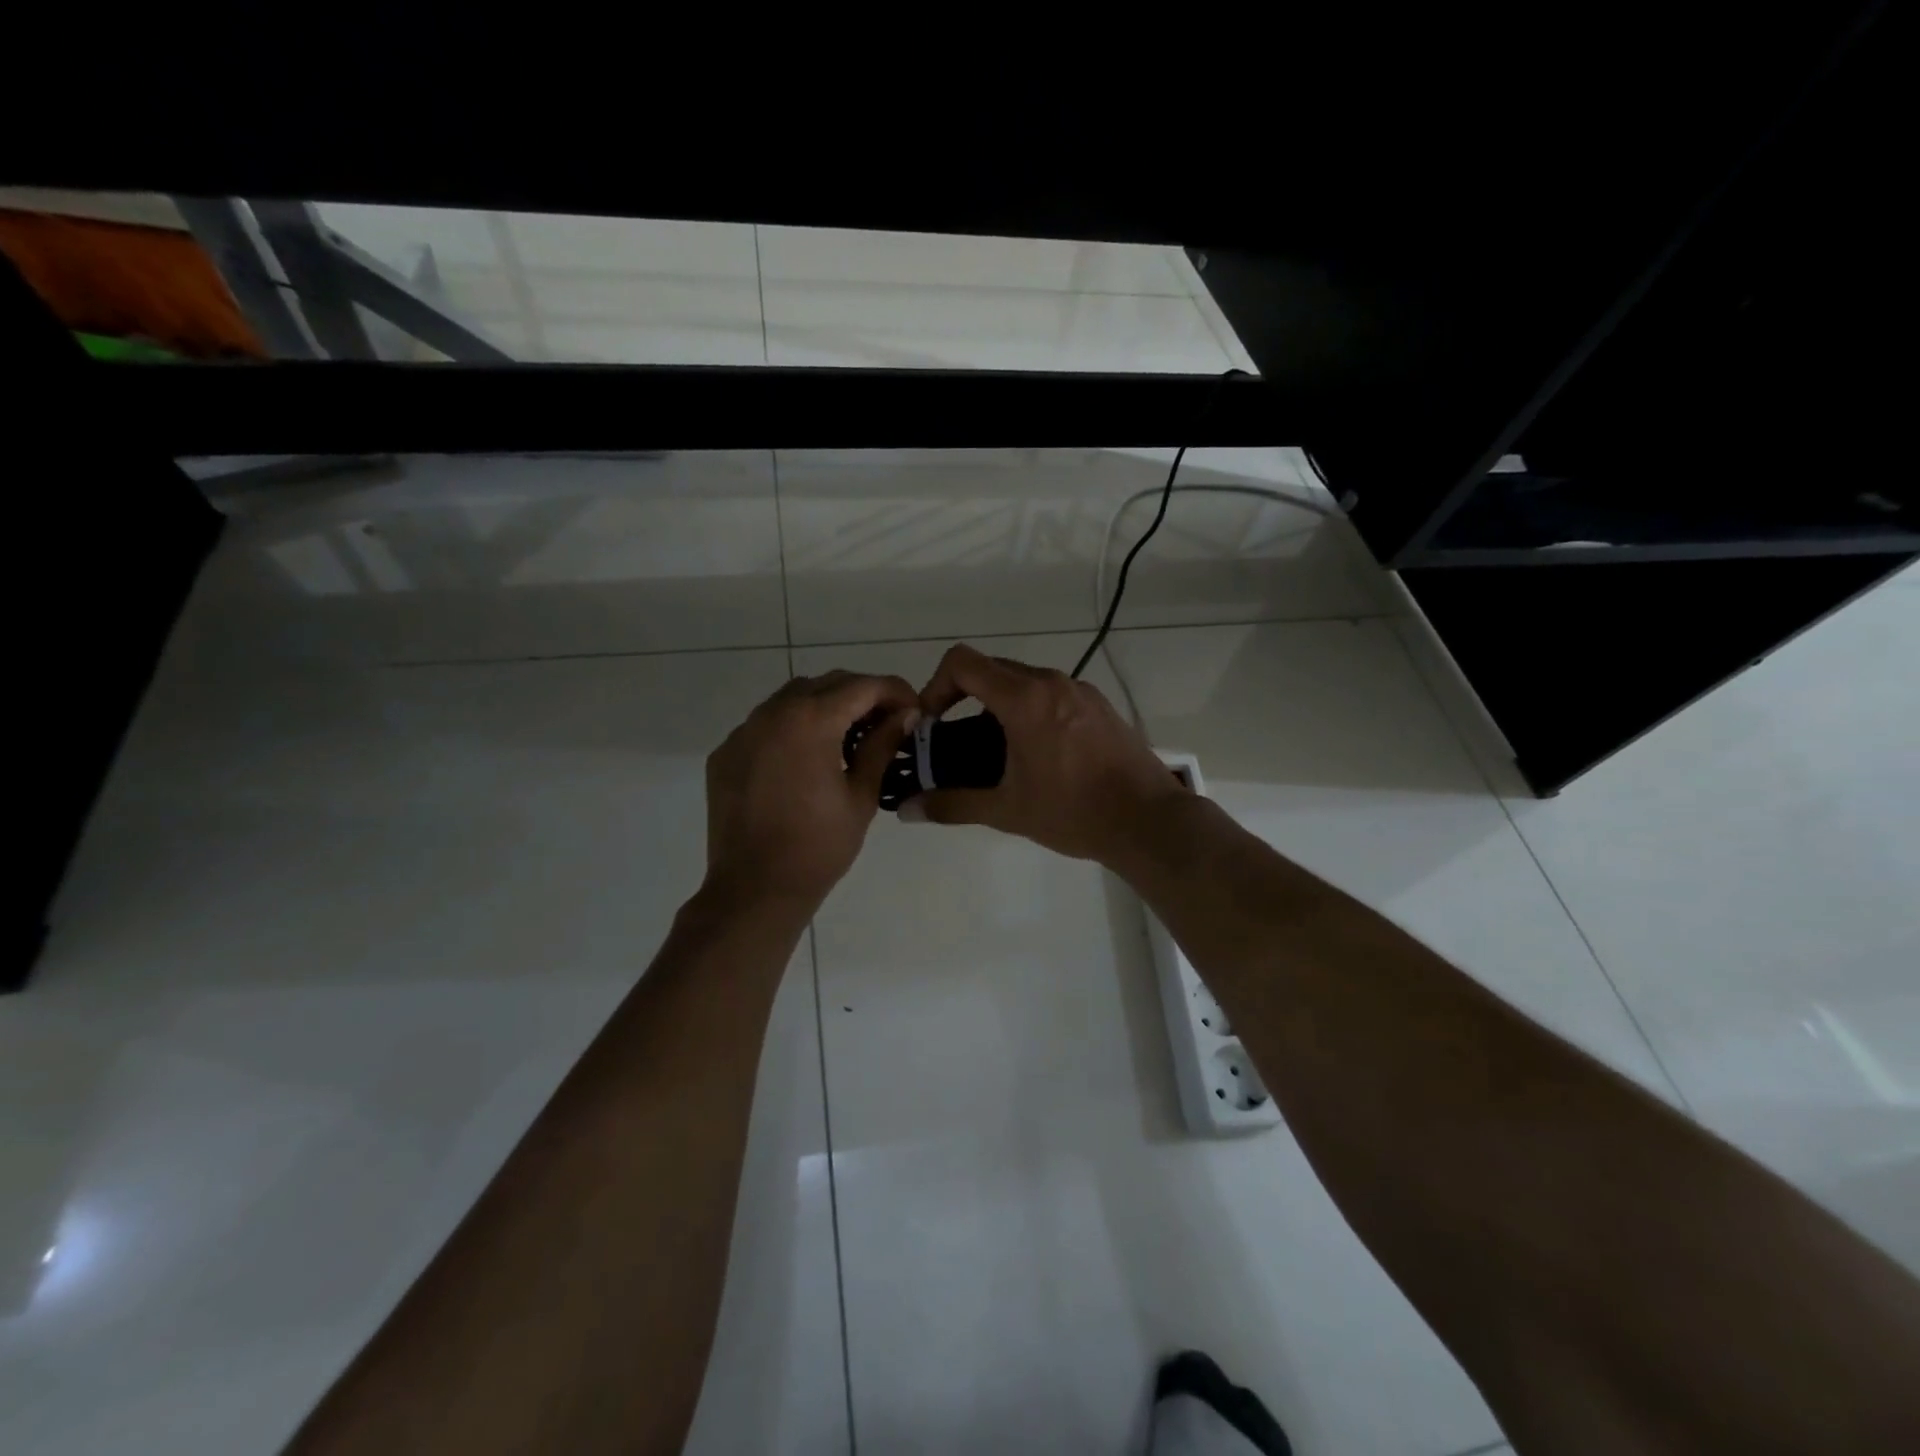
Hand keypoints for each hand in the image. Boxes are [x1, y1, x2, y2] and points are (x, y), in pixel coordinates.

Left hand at [704, 671, 918, 908]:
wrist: (754, 889)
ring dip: (825, 706)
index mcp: (811, 721)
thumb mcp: (861, 795)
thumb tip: (905, 714)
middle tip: (886, 722)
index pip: (863, 686)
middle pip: (827, 684)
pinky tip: (806, 759)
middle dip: (862, 695)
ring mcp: (743, 732)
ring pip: (792, 698)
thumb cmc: (819, 847)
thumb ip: (882, 745)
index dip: (895, 691)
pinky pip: (765, 724)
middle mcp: (772, 713)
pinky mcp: (726, 753)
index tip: (914, 710)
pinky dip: (792, 728)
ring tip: (847, 738)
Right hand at [907, 644, 1184, 864]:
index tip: (934, 721)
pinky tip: (1038, 751)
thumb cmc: (1073, 812)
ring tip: (996, 747)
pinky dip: (1031, 707)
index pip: (963, 662)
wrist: (1148, 820)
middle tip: (955, 735)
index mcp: (1024, 699)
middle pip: (992, 667)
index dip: (936, 685)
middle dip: (964, 694)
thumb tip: (908, 811)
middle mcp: (1052, 682)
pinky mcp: (1100, 705)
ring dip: (999, 701)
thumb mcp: (1006, 810)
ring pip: (1024, 679)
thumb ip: (953, 805)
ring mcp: (1080, 690)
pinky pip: (1052, 692)